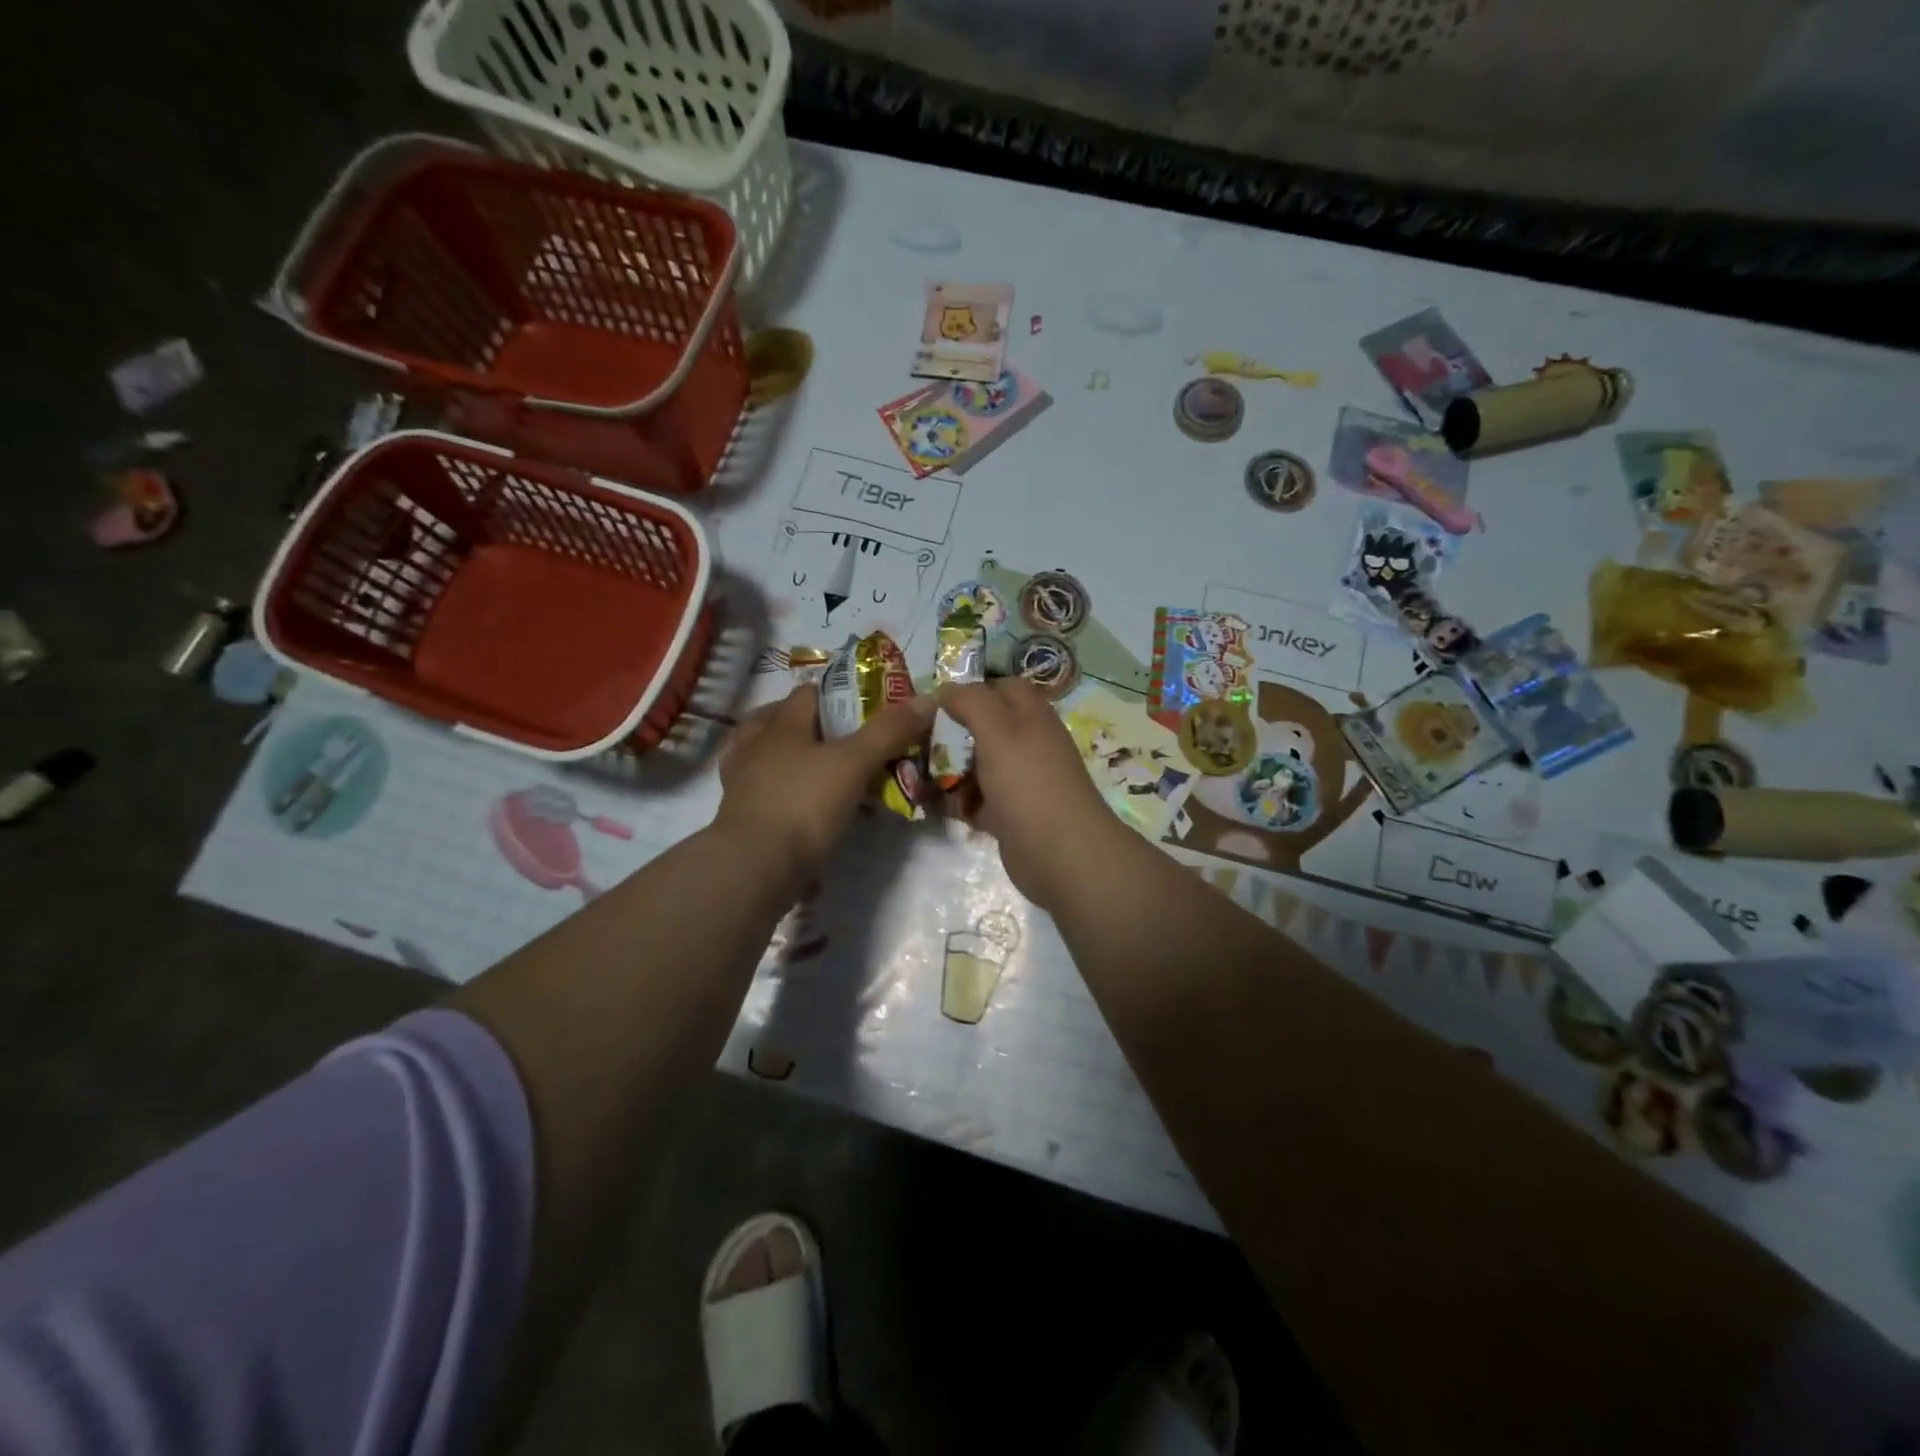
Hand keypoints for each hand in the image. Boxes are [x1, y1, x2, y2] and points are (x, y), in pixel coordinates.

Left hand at [715, 683, 935, 884]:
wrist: (756, 867)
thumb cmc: (804, 804)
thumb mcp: (854, 764)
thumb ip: (888, 731)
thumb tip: (927, 699)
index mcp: (780, 726)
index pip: (806, 694)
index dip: (834, 692)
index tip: (862, 702)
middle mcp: (755, 748)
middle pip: (774, 720)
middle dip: (803, 722)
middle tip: (838, 735)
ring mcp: (741, 784)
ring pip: (760, 756)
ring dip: (783, 756)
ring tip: (814, 766)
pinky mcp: (740, 818)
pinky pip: (760, 793)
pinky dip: (778, 793)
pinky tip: (798, 805)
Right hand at [937, 678, 1129, 910]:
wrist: (1060, 853)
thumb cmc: (1029, 782)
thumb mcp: (998, 730)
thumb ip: (971, 701)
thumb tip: (945, 688)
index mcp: (1031, 715)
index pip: (1001, 687)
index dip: (970, 690)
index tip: (934, 702)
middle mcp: (1027, 743)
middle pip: (984, 727)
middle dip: (952, 731)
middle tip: (916, 738)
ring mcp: (1019, 780)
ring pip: (977, 764)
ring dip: (949, 768)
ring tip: (914, 771)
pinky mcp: (1009, 814)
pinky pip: (976, 799)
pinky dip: (956, 800)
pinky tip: (931, 803)